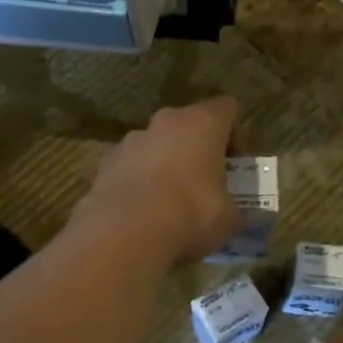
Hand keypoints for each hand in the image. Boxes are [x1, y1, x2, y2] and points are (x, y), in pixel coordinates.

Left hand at [77, 97, 242, 265]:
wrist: (125, 234)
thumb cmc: (190, 215)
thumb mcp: (229, 219)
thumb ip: (235, 210)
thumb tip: (236, 216)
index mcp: (202, 123)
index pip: (227, 108)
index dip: (236, 136)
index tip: (235, 167)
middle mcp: (166, 122)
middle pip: (189, 125)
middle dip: (199, 151)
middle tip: (206, 184)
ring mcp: (131, 140)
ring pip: (158, 145)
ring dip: (167, 165)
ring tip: (171, 203)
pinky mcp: (106, 162)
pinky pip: (132, 166)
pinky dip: (140, 181)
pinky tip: (143, 212)